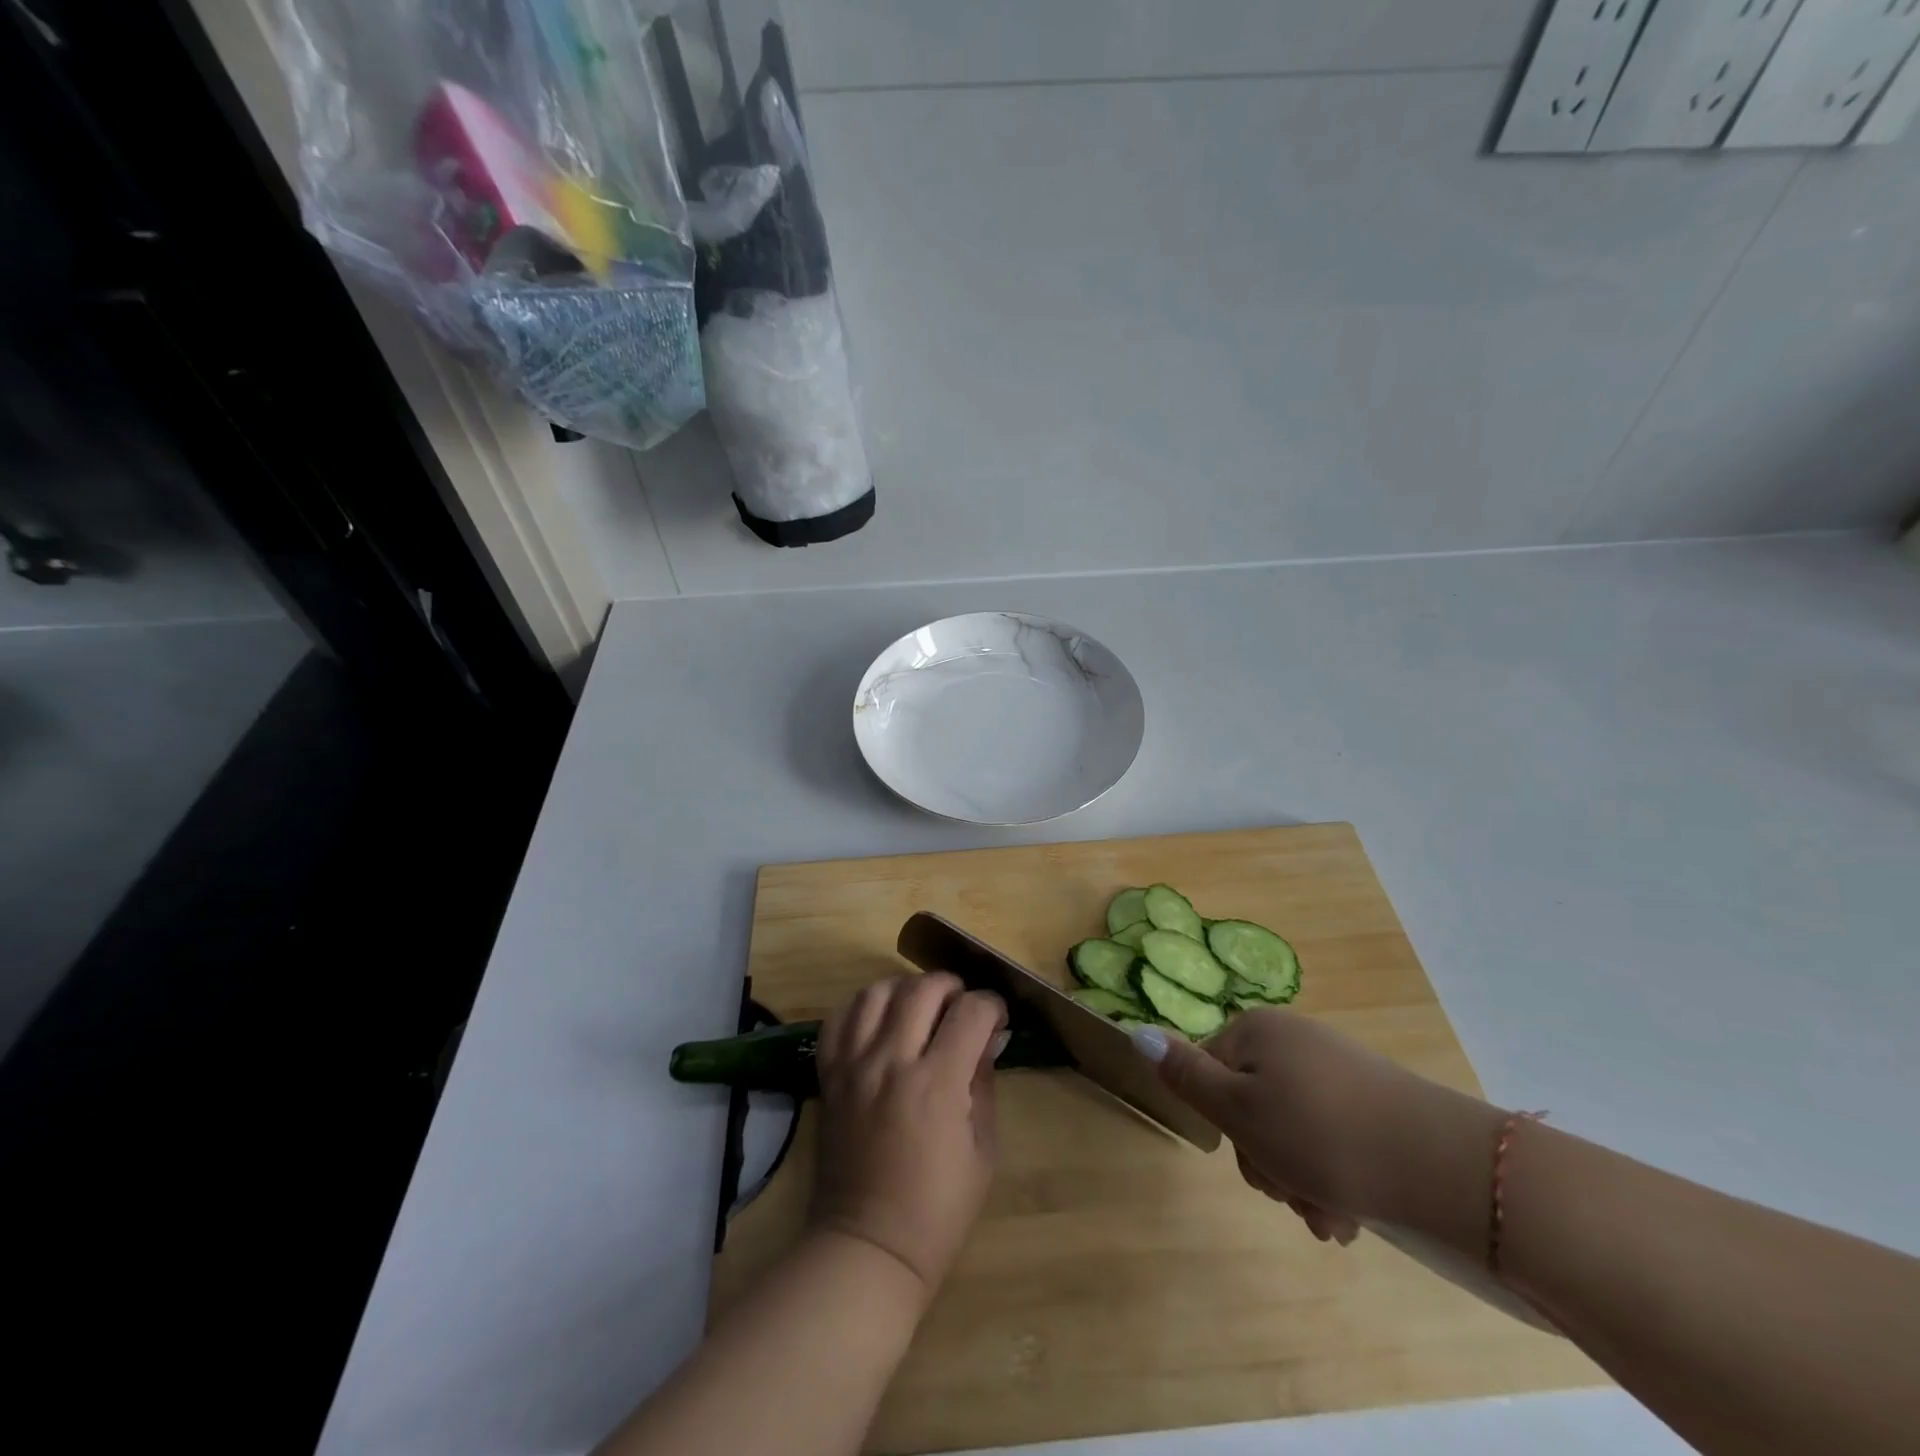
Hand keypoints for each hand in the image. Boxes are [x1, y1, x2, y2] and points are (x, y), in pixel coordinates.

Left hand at [811, 973, 1005, 1296]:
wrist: (869, 1247)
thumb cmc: (938, 1209)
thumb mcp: (983, 1149)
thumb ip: (984, 1082)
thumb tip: (987, 1037)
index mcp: (938, 1084)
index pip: (971, 1011)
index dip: (992, 1005)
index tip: (997, 1017)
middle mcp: (893, 1062)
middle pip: (923, 988)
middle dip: (953, 987)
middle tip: (962, 1007)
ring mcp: (855, 1065)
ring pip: (877, 992)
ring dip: (906, 989)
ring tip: (920, 1007)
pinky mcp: (829, 1075)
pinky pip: (839, 1018)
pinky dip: (862, 1006)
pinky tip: (880, 1019)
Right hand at [1136, 1010, 1502, 1247]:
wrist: (1445, 1165)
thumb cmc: (1324, 1136)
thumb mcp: (1240, 1111)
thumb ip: (1185, 1075)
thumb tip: (1136, 1032)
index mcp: (1256, 1031)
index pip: (1208, 1074)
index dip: (1224, 1128)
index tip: (1255, 1166)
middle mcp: (1292, 1039)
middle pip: (1250, 1105)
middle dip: (1267, 1161)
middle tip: (1295, 1197)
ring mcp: (1334, 1067)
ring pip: (1290, 1129)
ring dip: (1298, 1178)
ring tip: (1329, 1218)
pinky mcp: (1370, 1098)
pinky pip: (1328, 1135)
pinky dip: (1330, 1175)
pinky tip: (1348, 1212)